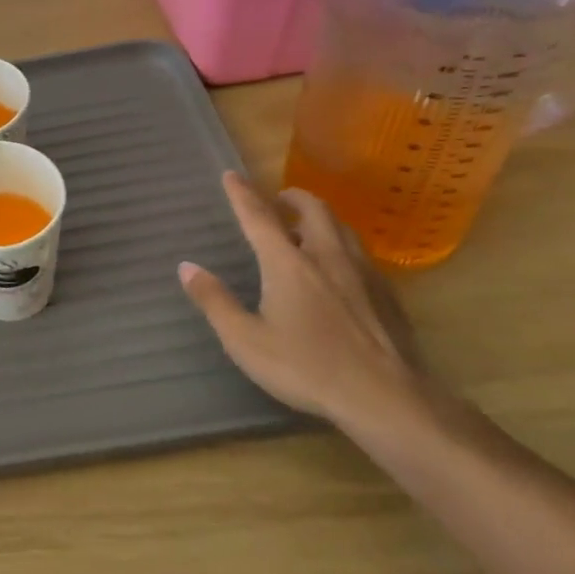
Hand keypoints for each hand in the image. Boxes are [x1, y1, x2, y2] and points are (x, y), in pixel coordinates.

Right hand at [178, 173, 427, 432]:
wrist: (386, 399)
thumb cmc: (307, 367)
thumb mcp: (246, 341)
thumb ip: (215, 301)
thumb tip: (187, 267)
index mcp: (288, 263)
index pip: (259, 217)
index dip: (242, 194)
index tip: (231, 174)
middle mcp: (327, 256)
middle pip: (313, 210)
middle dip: (293, 197)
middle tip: (279, 199)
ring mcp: (363, 274)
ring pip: (342, 229)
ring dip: (321, 219)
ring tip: (307, 229)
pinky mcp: (387, 295)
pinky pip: (361, 255)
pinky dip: (342, 247)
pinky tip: (340, 271)